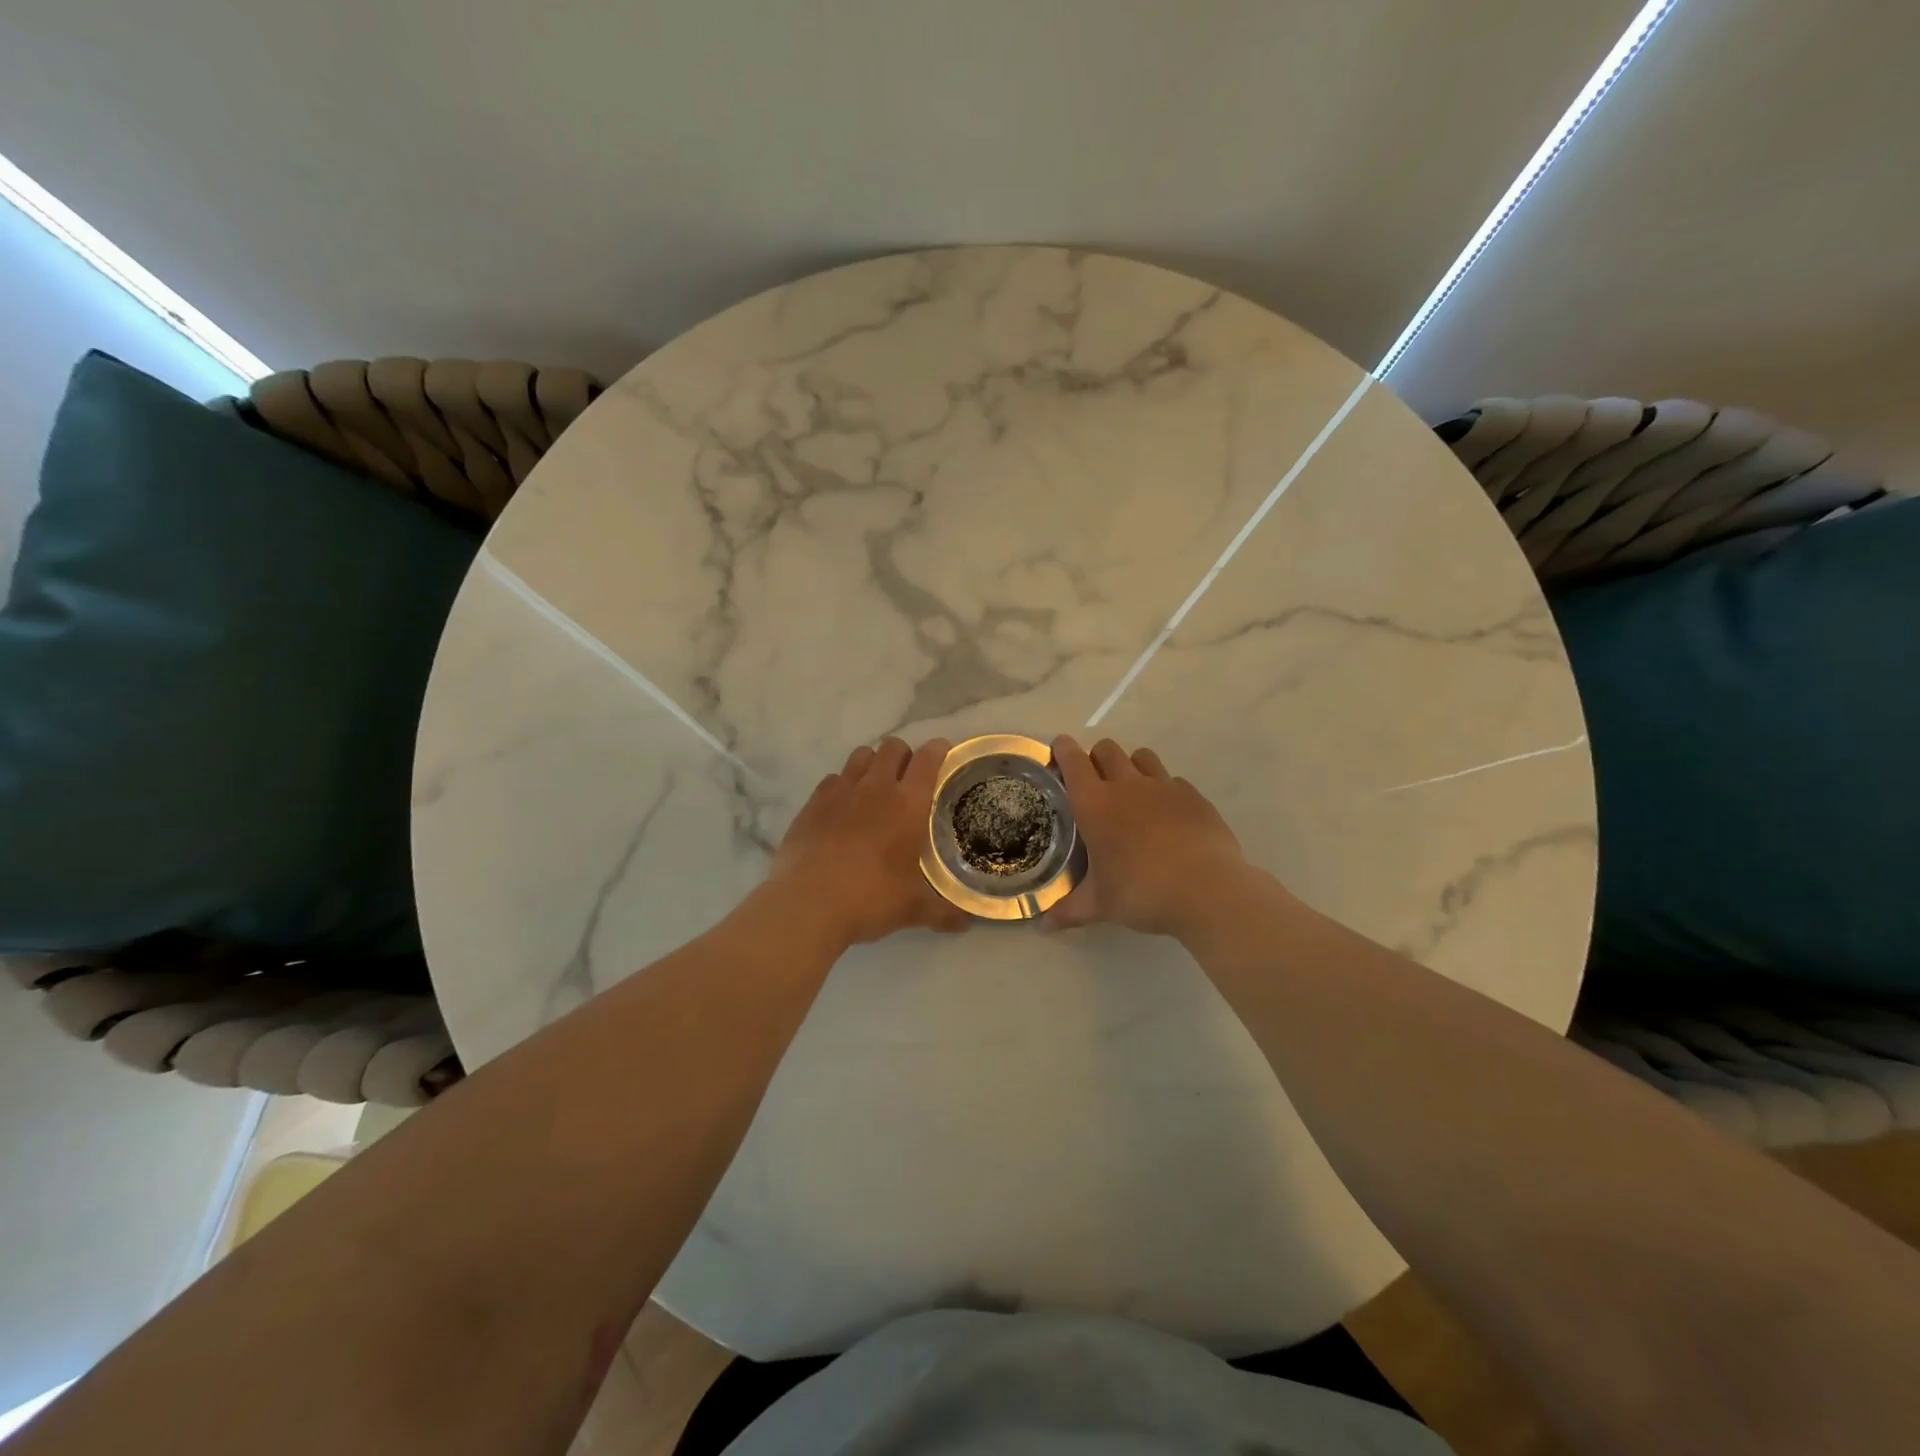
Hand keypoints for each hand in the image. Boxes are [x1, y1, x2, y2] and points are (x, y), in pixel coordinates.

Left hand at [768, 737, 970, 946]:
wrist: (807, 904)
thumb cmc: (870, 899)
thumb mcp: (913, 909)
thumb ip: (943, 912)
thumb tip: (966, 924)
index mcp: (908, 804)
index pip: (928, 758)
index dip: (938, 750)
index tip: (943, 755)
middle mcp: (876, 787)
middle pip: (892, 747)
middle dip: (904, 756)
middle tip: (907, 780)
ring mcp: (840, 791)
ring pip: (861, 756)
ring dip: (872, 764)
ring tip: (875, 789)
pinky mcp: (812, 803)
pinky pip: (832, 779)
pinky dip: (842, 786)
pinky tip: (842, 809)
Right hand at [1046, 735, 1249, 937]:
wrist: (1208, 891)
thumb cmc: (1142, 893)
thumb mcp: (1100, 905)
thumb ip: (1068, 911)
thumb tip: (1041, 928)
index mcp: (1095, 804)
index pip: (1073, 762)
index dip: (1063, 750)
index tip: (1060, 747)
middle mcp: (1127, 785)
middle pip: (1107, 750)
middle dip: (1097, 757)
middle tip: (1095, 780)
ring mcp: (1164, 787)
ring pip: (1142, 757)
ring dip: (1132, 766)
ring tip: (1132, 792)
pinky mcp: (1194, 796)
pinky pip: (1174, 781)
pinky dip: (1165, 790)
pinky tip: (1168, 815)